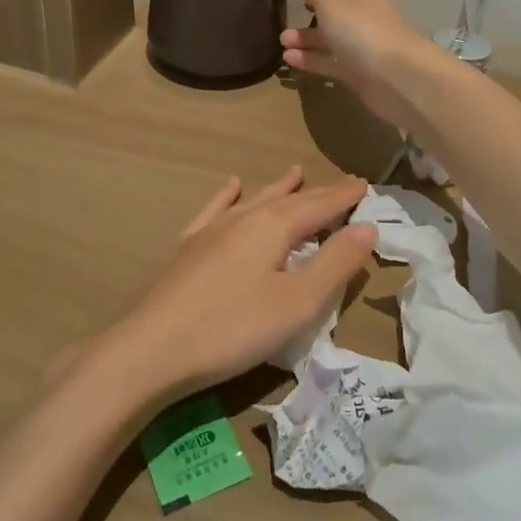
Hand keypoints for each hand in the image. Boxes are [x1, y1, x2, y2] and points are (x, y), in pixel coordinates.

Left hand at [98, 168, 374, 403]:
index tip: (365, 184)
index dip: (344, 197)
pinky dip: (228, 196)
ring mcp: (212, 230)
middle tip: (343, 184)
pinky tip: (232, 186)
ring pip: (254, 200)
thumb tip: (368, 226)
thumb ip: (335, 264)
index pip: (319, 206)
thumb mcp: (297, 304)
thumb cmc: (232, 328)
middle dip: (319, 193)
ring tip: (295, 172)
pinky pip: (214, 210)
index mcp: (273, 228)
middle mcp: (243, 218)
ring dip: (278, 188)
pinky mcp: (188, 247)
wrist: (153, 347)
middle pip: (289, 201)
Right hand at [280, 0, 438, 127]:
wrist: (395, 76)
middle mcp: (365, 11)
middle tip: (285, 15)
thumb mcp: (330, 0)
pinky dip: (311, 58)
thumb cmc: (360, 28)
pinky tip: (289, 59)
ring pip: (330, 35)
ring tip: (282, 42)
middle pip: (335, 5)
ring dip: (306, 37)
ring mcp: (362, 42)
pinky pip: (330, 59)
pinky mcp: (358, 68)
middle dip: (309, 10)